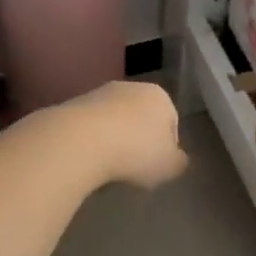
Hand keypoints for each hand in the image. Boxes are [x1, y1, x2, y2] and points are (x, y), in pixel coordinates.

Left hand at [36, 80, 187, 189]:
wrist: (82, 140)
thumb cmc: (136, 151)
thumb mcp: (170, 166)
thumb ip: (179, 162)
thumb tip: (177, 158)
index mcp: (160, 96)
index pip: (171, 121)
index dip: (167, 147)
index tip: (157, 167)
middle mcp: (132, 87)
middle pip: (141, 117)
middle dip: (139, 140)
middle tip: (134, 168)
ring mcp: (101, 93)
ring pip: (115, 120)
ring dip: (114, 140)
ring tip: (109, 166)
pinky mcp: (75, 103)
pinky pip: (92, 126)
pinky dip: (93, 141)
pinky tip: (90, 159)